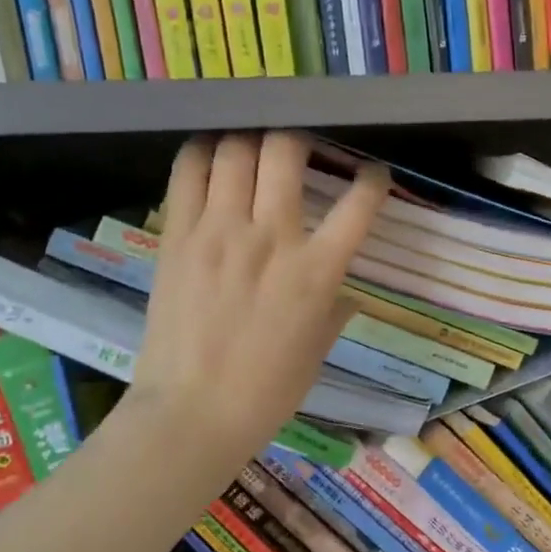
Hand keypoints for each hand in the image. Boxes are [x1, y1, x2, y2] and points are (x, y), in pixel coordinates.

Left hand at [123, 132, 387, 475]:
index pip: (359, 205)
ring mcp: (219, 233)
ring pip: (235, 150)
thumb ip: (334, 308)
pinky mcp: (177, 236)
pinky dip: (202, 152)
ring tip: (251, 148)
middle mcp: (271, 239)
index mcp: (316, 272)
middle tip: (297, 148)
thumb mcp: (318, 350)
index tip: (372, 175)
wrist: (191, 415)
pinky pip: (188, 172)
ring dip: (248, 139)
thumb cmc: (266, 392)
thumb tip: (343, 289)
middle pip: (285, 151)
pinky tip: (211, 156)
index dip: (373, 180)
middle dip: (297, 137)